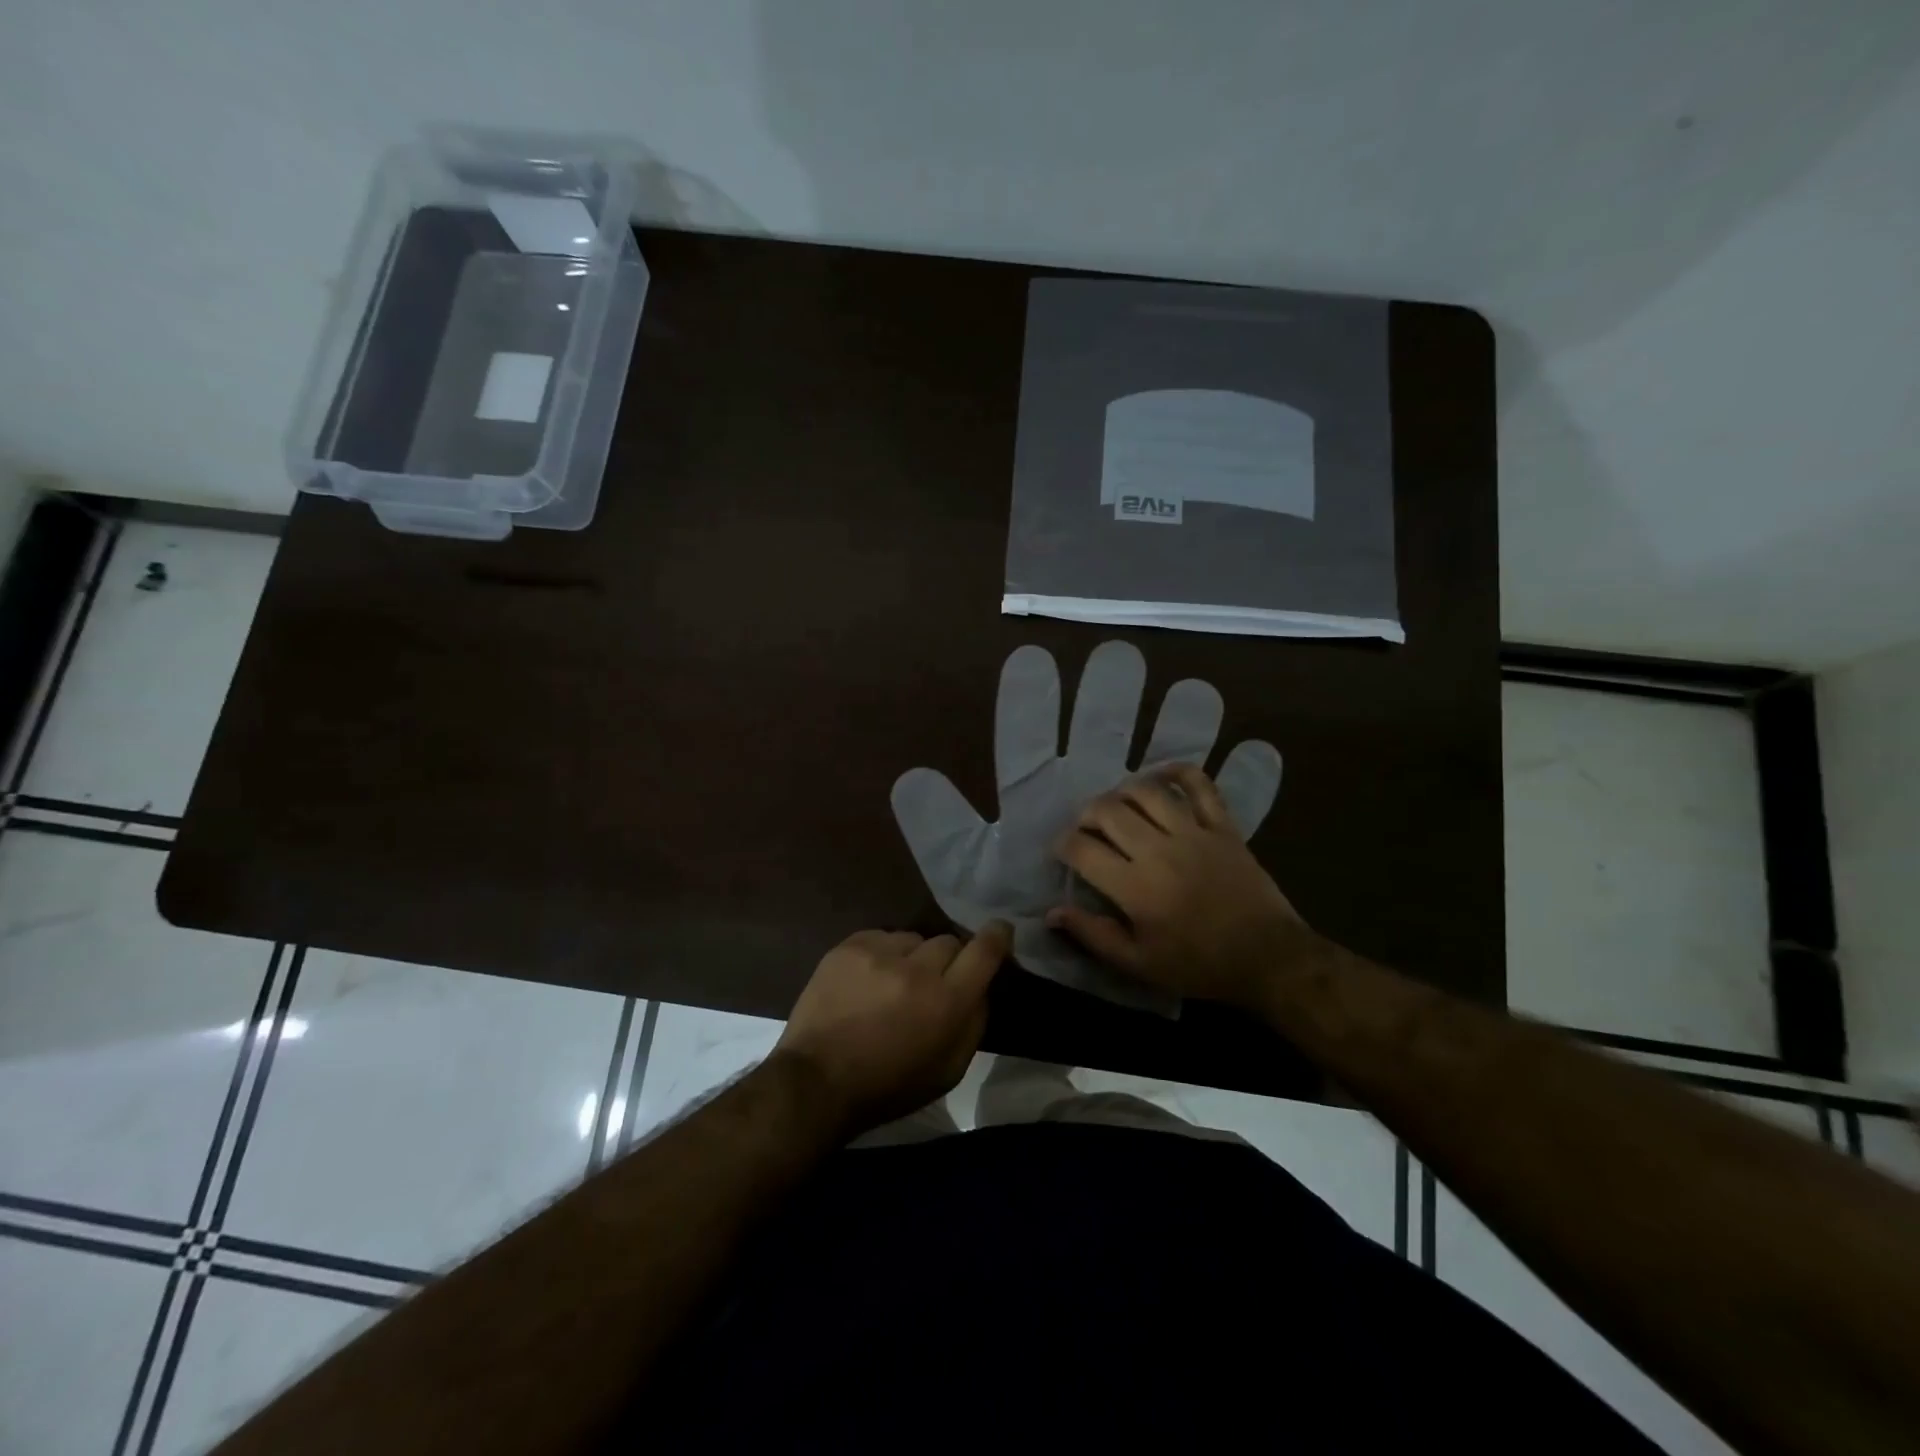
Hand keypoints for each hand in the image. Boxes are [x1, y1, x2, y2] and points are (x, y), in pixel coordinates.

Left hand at [775, 923, 1010, 1136]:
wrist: (816, 1081)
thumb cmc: (888, 1086)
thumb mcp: (948, 1071)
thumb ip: (974, 1023)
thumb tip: (981, 987)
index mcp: (947, 1002)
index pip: (984, 950)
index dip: (997, 936)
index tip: (1000, 931)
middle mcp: (917, 968)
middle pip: (949, 942)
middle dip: (947, 960)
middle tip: (932, 983)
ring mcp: (880, 952)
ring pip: (914, 939)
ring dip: (912, 957)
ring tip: (893, 983)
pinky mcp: (850, 945)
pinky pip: (882, 937)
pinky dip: (882, 954)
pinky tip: (869, 979)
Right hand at [1047, 764, 1314, 1007]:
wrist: (1268, 958)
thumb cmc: (1198, 965)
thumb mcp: (1138, 964)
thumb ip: (1093, 935)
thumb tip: (1052, 912)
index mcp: (1134, 886)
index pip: (1082, 849)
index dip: (1063, 844)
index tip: (1062, 850)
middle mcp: (1157, 850)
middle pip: (1108, 811)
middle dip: (1086, 814)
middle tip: (1087, 827)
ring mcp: (1193, 833)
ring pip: (1147, 792)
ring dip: (1123, 791)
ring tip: (1118, 805)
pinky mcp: (1222, 827)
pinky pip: (1200, 786)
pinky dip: (1179, 772)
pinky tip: (1162, 776)